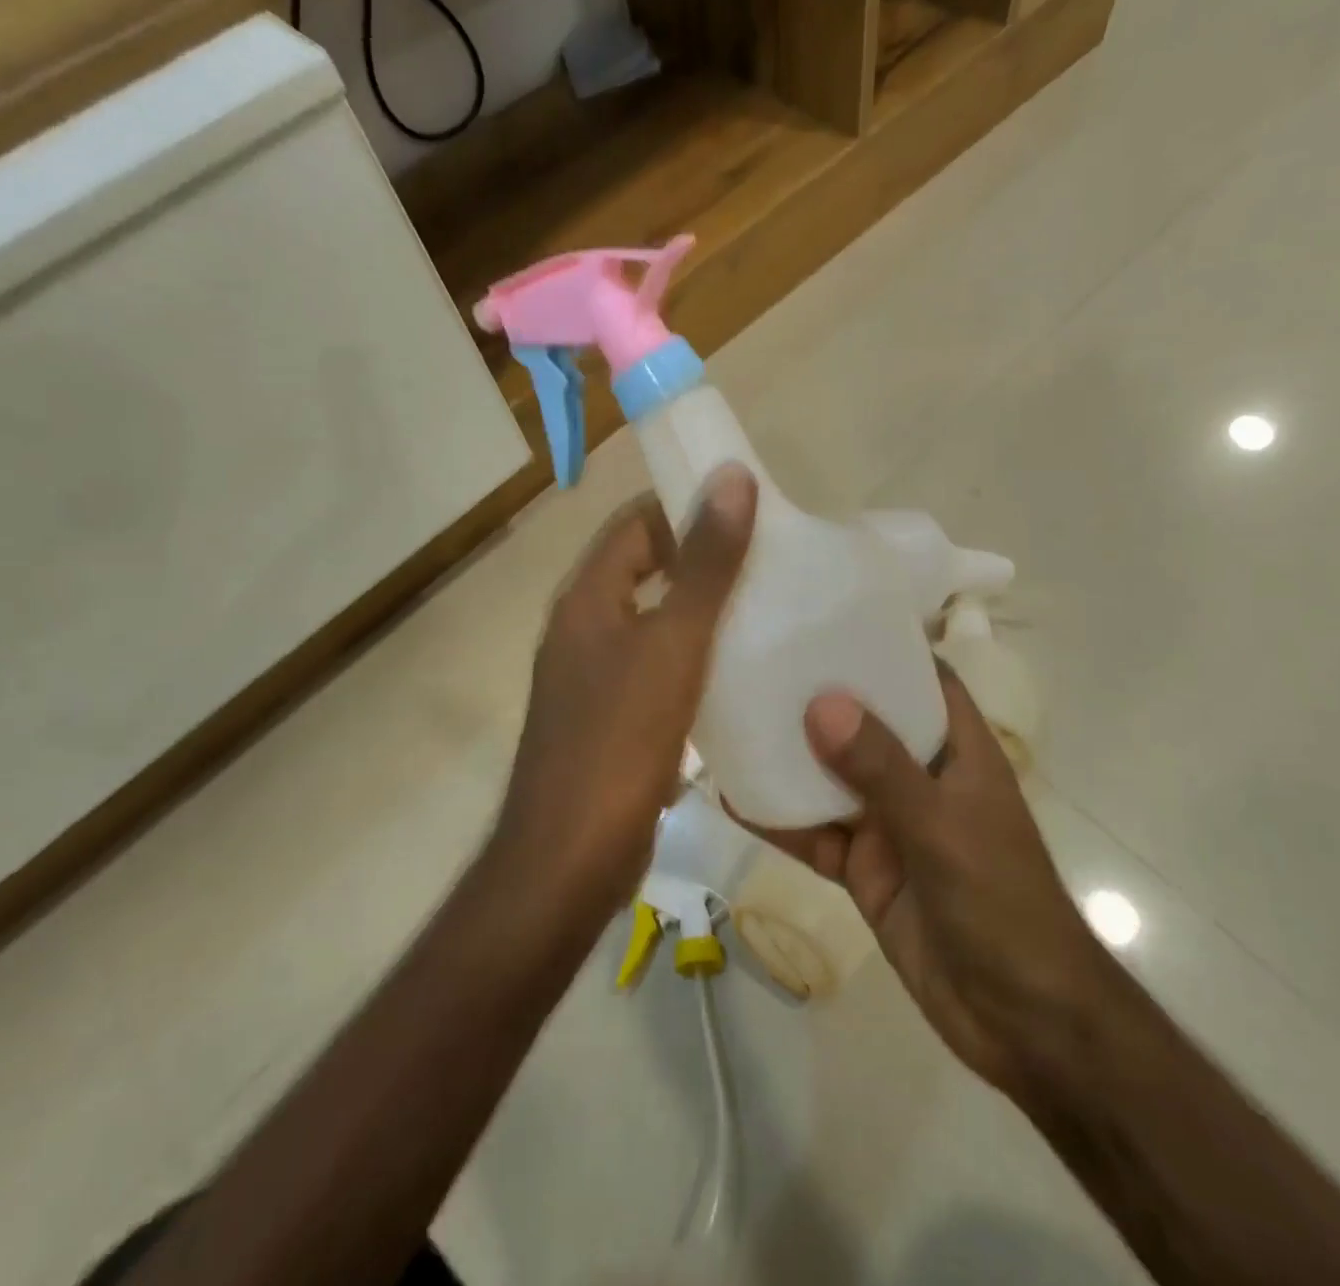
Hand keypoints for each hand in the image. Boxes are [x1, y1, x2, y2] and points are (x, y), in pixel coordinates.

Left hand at [494, 466, 756, 914]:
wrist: (569, 860)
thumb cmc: (619, 741)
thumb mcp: (672, 644)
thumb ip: (705, 565)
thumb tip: (731, 478)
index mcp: (587, 599)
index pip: (635, 524)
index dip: (686, 506)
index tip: (750, 510)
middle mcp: (583, 629)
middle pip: (645, 570)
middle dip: (702, 558)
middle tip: (771, 560)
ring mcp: (593, 678)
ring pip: (653, 622)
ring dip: (701, 610)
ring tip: (767, 608)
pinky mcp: (611, 721)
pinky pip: (656, 669)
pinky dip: (693, 659)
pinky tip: (739, 672)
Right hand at [767, 668, 1106, 1093]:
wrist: (1022, 1021)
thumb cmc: (1001, 904)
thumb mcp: (941, 827)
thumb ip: (882, 768)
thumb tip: (821, 702)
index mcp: (957, 749)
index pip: (922, 678)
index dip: (881, 646)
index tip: (825, 617)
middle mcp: (921, 776)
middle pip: (865, 722)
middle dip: (819, 697)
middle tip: (758, 660)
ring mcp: (890, 824)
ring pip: (832, 778)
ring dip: (791, 756)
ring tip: (735, 717)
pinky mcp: (864, 868)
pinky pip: (816, 835)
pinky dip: (781, 819)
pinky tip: (735, 797)